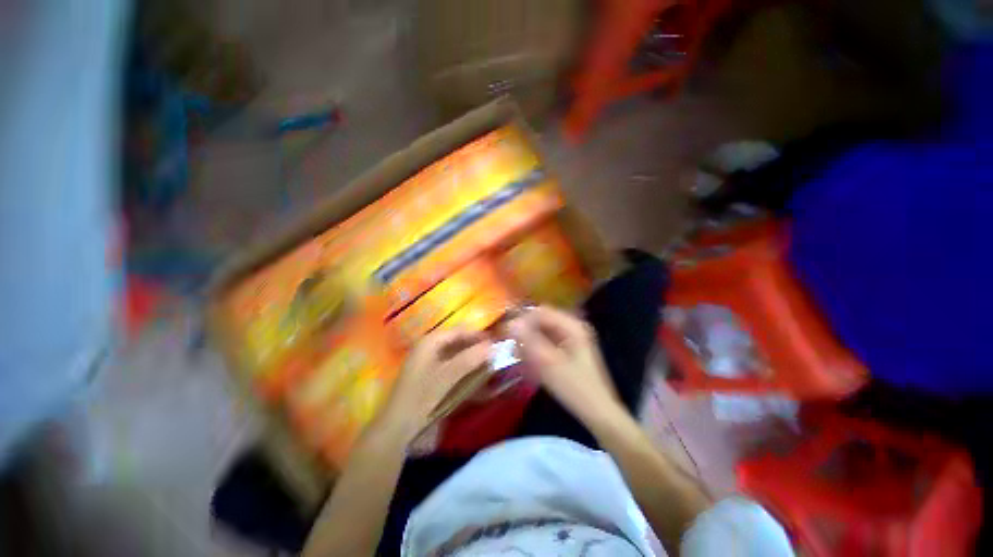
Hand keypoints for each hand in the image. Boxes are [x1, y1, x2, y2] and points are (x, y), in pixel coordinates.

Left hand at [375, 328, 490, 443]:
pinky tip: (474, 377)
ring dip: (472, 359)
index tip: (496, 343)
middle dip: (476, 347)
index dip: (478, 335)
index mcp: (430, 342)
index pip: (459, 331)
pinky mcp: (431, 377)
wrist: (398, 428)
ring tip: (488, 365)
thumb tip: (492, 346)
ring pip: (456, 354)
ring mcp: (429, 363)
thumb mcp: (447, 376)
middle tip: (494, 355)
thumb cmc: (421, 397)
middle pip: (458, 341)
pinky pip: (452, 367)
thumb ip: (470, 359)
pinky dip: (464, 370)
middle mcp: (429, 348)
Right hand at [506, 306, 621, 425]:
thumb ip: (529, 341)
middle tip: (510, 345)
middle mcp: (572, 327)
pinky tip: (527, 361)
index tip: (506, 332)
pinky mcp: (567, 350)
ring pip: (542, 332)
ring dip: (528, 341)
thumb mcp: (549, 364)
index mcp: (572, 326)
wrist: (598, 412)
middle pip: (541, 321)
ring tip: (517, 356)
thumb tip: (511, 324)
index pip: (541, 312)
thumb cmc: (575, 388)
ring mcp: (571, 338)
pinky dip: (535, 349)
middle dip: (525, 331)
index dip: (522, 319)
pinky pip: (546, 342)